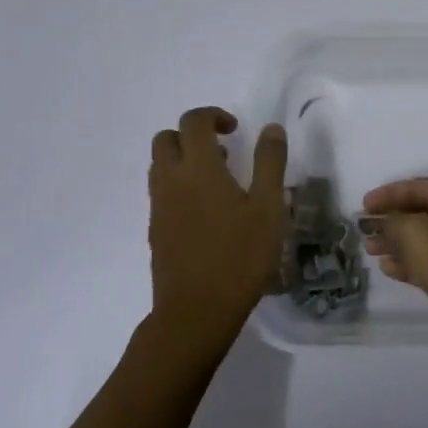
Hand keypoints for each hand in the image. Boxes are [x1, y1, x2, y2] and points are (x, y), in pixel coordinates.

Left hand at [147, 108, 287, 362]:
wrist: (196, 312)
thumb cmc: (239, 256)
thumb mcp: (268, 208)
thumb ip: (270, 163)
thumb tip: (271, 129)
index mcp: (199, 168)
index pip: (193, 121)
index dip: (213, 115)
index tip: (235, 129)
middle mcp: (171, 180)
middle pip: (166, 138)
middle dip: (191, 134)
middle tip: (223, 150)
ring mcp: (159, 207)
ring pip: (160, 165)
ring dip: (183, 159)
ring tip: (218, 180)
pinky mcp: (155, 230)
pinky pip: (161, 192)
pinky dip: (179, 185)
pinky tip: (207, 212)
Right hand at [362, 178, 427, 359]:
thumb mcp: (414, 233)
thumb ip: (391, 223)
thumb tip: (378, 223)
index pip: (417, 187)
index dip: (388, 194)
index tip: (363, 206)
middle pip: (420, 213)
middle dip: (390, 220)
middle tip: (365, 231)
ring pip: (423, 240)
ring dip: (396, 243)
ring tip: (371, 250)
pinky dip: (408, 263)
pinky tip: (389, 269)